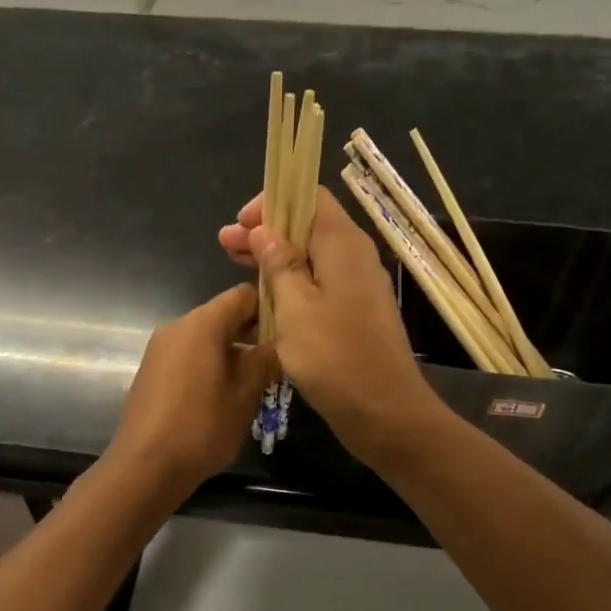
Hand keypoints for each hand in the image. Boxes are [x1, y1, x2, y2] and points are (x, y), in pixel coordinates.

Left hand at [107, 283, 276, 492]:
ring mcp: (159, 348)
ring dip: (230, 352)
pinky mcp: (150, 370)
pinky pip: (187, 355)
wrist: (145, 466)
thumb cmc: (202, 427)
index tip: (288, 332)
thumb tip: (277, 344)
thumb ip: (264, 361)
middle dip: (250, 334)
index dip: (269, 308)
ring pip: (204, 337)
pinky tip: (221, 395)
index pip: (243, 295)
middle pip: (222, 315)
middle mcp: (177, 326)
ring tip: (252, 383)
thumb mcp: (245, 395)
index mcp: (202, 323)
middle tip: (276, 362)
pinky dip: (207, 364)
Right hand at [219, 189, 444, 468]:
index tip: (241, 224)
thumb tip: (264, 230)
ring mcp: (358, 285)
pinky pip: (320, 281)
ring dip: (274, 257)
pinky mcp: (355, 311)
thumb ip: (279, 264)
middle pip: (308, 226)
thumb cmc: (335, 357)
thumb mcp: (295, 308)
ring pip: (312, 255)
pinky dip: (291, 281)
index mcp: (343, 245)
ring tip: (235, 264)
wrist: (384, 411)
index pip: (309, 198)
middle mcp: (355, 256)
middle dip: (265, 231)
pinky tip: (264, 295)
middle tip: (226, 245)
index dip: (272, 202)